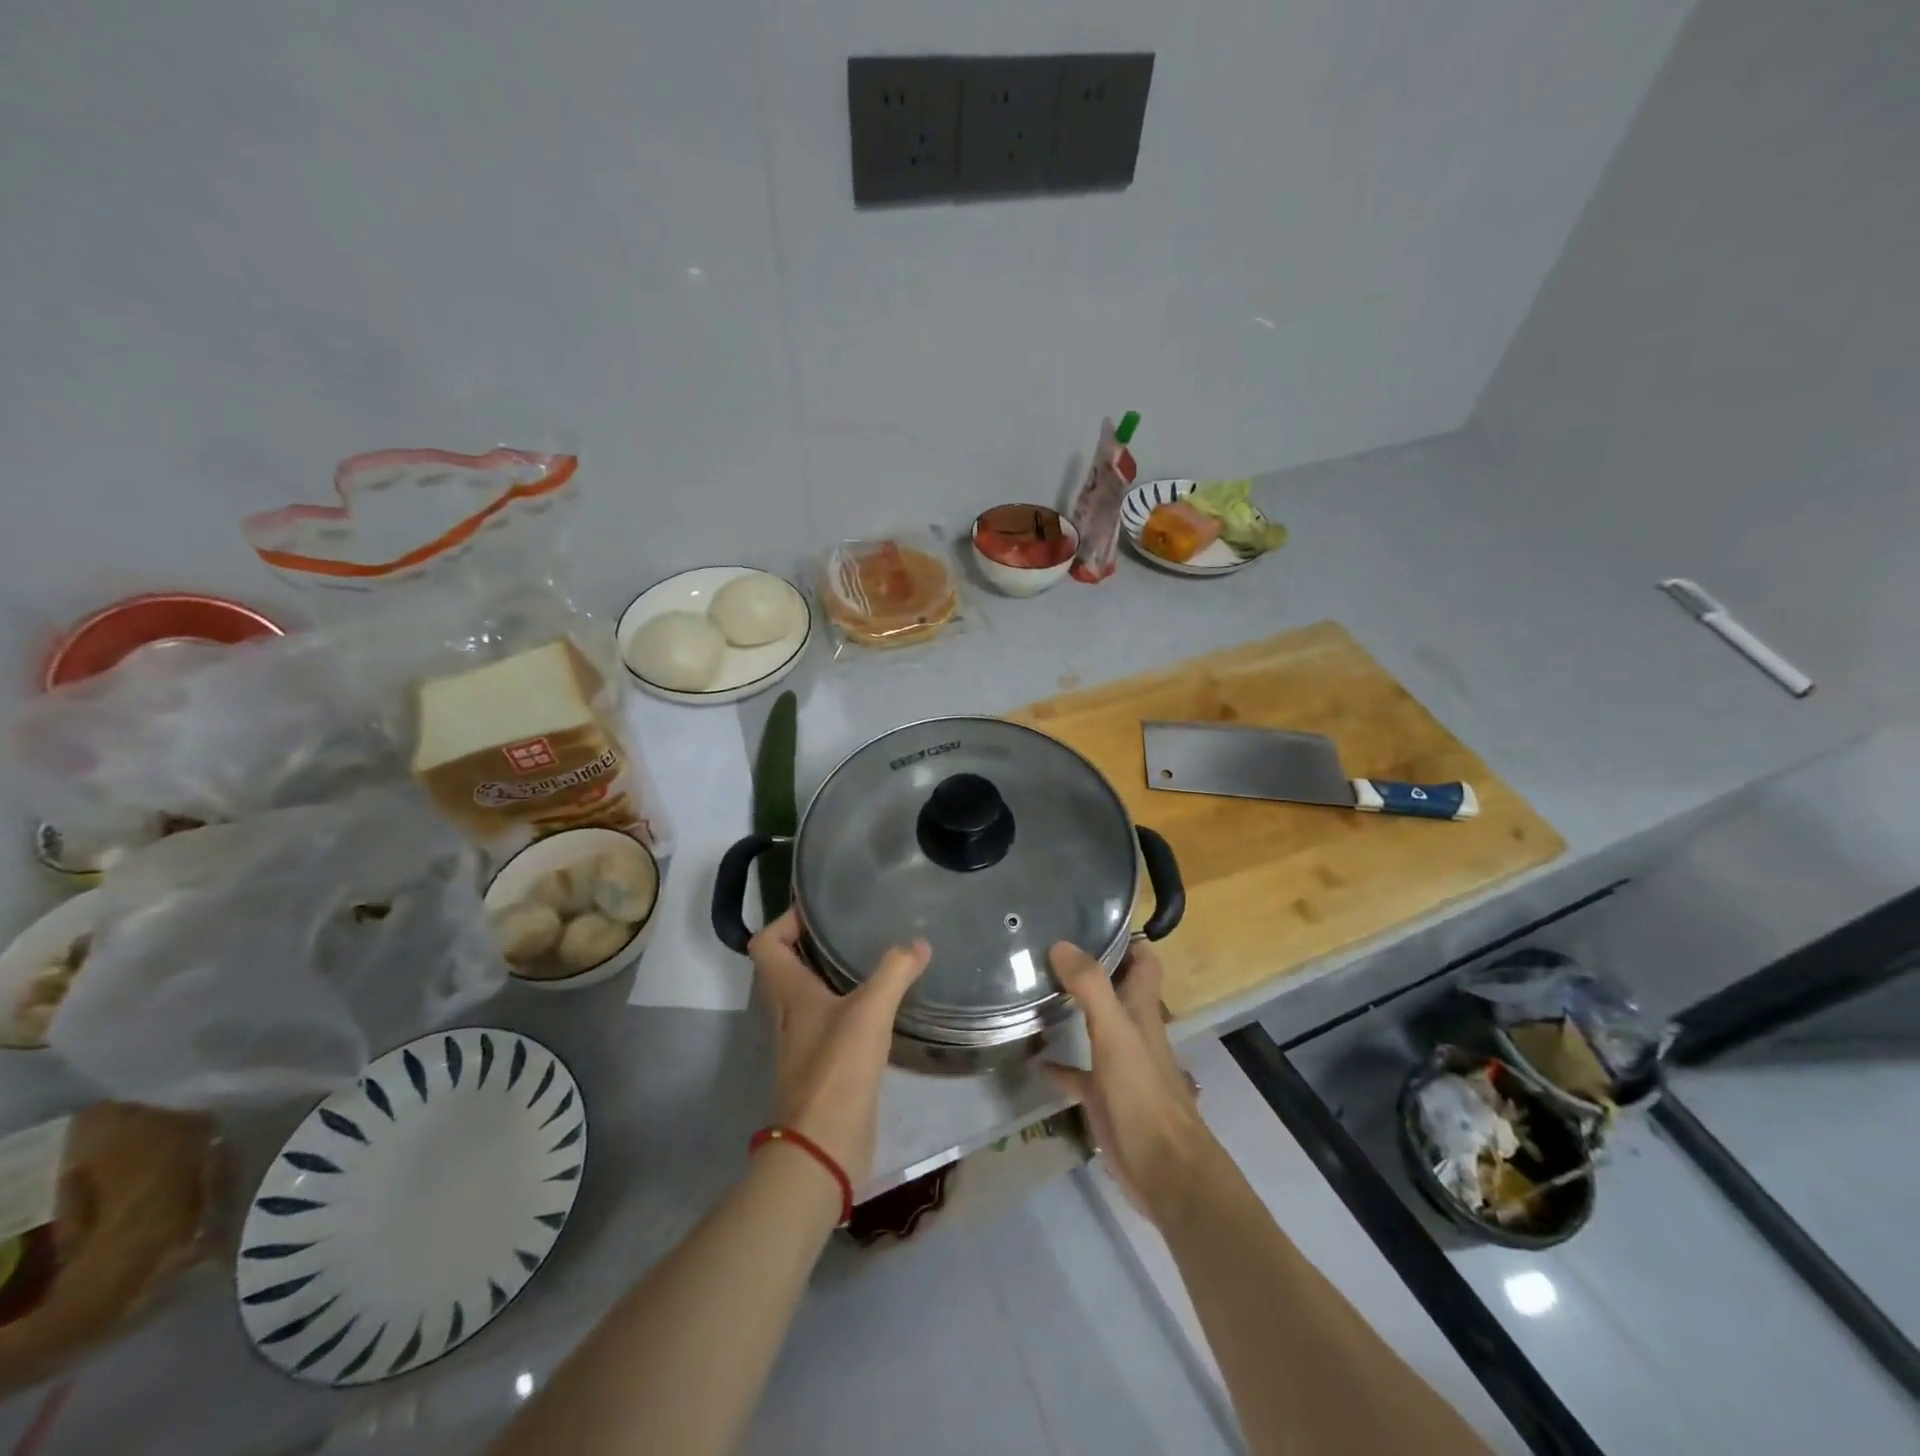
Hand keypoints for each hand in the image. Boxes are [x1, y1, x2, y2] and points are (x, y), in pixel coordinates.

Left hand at [748, 908, 929, 1181]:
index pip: (765, 944)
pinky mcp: (820, 1065)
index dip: (785, 921)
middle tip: (850, 929)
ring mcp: (801, 1041)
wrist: (822, 1147)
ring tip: (869, 959)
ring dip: (828, 976)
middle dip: (811, 944)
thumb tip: (919, 943)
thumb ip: (894, 972)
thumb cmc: (837, 1069)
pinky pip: (826, 1022)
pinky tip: (878, 1007)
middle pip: (785, 968)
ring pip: (806, 996)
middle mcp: (787, 1013)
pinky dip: (845, 1007)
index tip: (819, 911)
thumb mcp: (870, 1012)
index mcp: (788, 993)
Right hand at [1046, 940, 1210, 1222]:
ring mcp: (1119, 1065)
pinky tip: (1033, 1059)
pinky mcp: (1104, 1097)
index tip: (1092, 918)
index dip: (1126, 939)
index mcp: (1142, 1010)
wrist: (1164, 1171)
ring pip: (1095, 1026)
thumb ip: (1090, 987)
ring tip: (1034, 990)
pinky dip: (1058, 1064)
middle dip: (1091, 968)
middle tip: (1048, 948)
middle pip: (1116, 988)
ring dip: (1072, 1010)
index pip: (1144, 961)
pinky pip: (1077, 1073)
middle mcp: (1133, 1030)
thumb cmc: (1143, 1094)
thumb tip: (1060, 943)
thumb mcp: (1114, 1033)